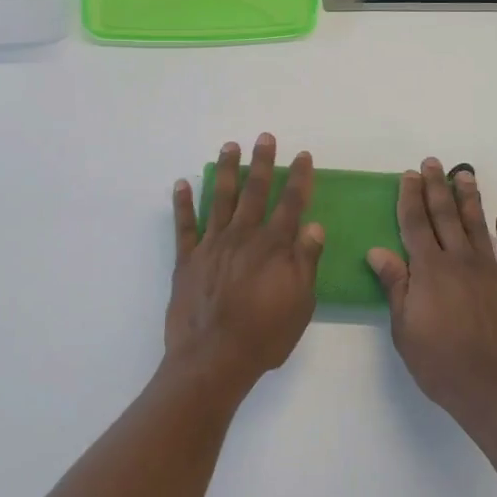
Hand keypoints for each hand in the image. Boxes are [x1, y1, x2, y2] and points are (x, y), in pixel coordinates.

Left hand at [166, 134, 325, 396]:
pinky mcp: (187, 259)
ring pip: (220, 199)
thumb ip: (306, 262)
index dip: (299, 178)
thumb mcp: (300, 303)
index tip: (303, 156)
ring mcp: (212, 245)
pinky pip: (184, 225)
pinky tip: (181, 183)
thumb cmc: (264, 335)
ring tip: (229, 146)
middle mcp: (243, 236)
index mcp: (274, 247)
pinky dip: (183, 203)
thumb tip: (314, 226)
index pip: (291, 204)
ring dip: (225, 171)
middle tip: (264, 137)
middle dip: (262, 162)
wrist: (213, 358)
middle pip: (255, 191)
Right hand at [367, 159, 496, 433]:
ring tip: (464, 174)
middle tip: (432, 162)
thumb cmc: (441, 363)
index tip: (408, 175)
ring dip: (470, 198)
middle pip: (446, 215)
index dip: (410, 197)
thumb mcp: (405, 329)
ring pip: (478, 225)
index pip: (416, 223)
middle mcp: (460, 261)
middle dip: (436, 187)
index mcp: (429, 270)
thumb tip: (378, 251)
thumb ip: (396, 286)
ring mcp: (491, 271)